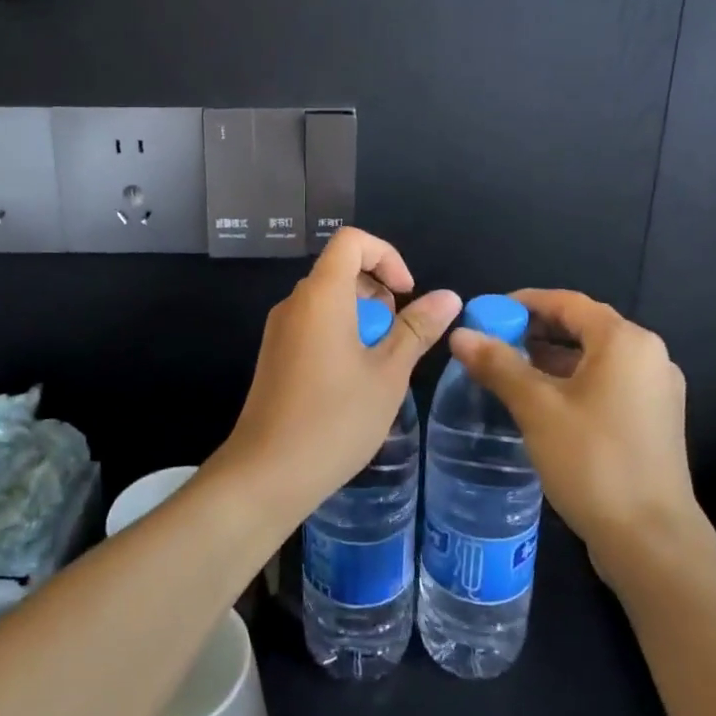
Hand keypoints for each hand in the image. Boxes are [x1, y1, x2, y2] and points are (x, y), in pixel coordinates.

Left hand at [212, 228, 460, 526]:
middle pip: (340, 270)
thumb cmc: (335, 420)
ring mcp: (280, 330)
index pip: (352, 241)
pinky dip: (341, 334)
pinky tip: (354, 382)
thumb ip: (417, 329)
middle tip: (398, 338)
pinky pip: (313, 324)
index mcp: (321, 295)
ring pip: (328, 300)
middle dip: (379, 292)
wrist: (266, 474)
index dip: (387, 256)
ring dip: (363, 317)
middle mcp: (295, 303)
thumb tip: (448, 296)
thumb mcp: (388, 374)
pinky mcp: (275, 355)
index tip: (406, 294)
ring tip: (380, 365)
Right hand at [449, 289, 707, 590]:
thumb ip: (498, 365)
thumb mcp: (537, 408)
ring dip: (551, 359)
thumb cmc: (593, 461)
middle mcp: (648, 356)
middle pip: (583, 327)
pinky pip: (606, 384)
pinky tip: (540, 403)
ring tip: (508, 372)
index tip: (486, 312)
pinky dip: (572, 383)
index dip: (523, 302)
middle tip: (491, 343)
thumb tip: (460, 335)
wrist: (651, 541)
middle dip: (534, 331)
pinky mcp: (653, 420)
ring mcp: (656, 390)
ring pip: (594, 359)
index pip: (567, 302)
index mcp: (625, 341)